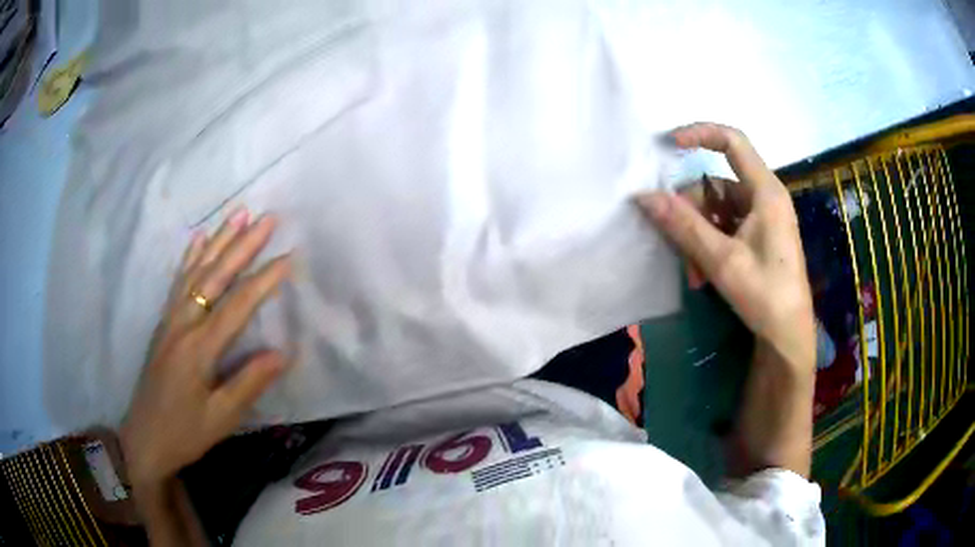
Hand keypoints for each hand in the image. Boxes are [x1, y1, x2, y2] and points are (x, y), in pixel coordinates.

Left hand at [120, 209, 291, 489]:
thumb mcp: (221, 419)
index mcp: (198, 349)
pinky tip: (198, 239)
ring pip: (195, 272)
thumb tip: (283, 353)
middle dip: (242, 246)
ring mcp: (169, 321)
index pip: (237, 306)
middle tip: (266, 218)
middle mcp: (182, 325)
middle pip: (214, 277)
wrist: (144, 438)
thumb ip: (249, 384)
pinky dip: (190, 257)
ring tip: (237, 214)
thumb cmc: (185, 433)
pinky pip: (178, 282)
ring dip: (218, 241)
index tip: (288, 257)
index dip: (263, 281)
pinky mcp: (163, 324)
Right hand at [638, 123, 814, 372]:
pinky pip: (725, 228)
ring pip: (717, 210)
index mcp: (765, 192)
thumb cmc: (765, 295)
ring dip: (698, 237)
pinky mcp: (758, 238)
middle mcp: (764, 198)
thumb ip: (684, 225)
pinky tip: (703, 276)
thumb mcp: (722, 260)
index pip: (732, 141)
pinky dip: (709, 246)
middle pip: (716, 184)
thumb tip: (644, 196)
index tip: (669, 145)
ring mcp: (761, 219)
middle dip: (692, 213)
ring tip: (695, 274)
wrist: (788, 337)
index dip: (700, 134)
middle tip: (679, 247)